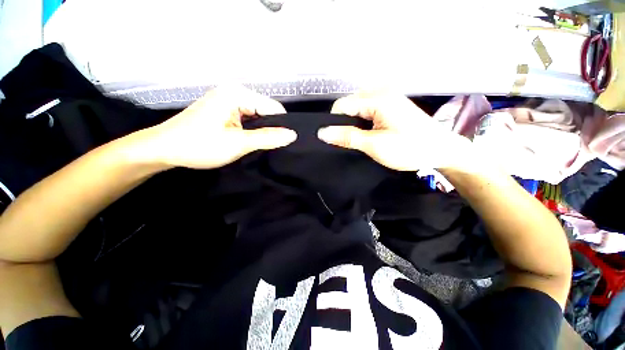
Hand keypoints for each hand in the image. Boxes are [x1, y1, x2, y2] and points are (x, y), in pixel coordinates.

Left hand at [138, 86, 295, 169]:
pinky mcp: (224, 110)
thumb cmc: (199, 145)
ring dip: (261, 131)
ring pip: (257, 116)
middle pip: (265, 111)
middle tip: (273, 147)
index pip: (273, 108)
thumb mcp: (238, 143)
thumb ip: (268, 138)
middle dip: (271, 129)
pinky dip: (252, 130)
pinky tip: (250, 141)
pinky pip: (247, 119)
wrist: (162, 149)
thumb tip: (292, 135)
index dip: (281, 125)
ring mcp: (228, 101)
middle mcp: (234, 93)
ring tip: (262, 146)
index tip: (285, 143)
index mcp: (237, 94)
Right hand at [318, 91, 471, 171]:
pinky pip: (367, 109)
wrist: (440, 150)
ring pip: (357, 108)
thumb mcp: (375, 145)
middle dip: (345, 123)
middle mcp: (381, 91)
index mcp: (377, 99)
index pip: (342, 105)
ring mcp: (387, 96)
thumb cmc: (410, 149)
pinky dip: (363, 121)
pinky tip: (369, 132)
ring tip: (361, 138)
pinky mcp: (391, 104)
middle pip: (349, 105)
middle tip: (352, 141)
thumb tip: (322, 132)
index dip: (335, 123)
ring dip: (354, 123)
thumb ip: (348, 137)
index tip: (338, 140)